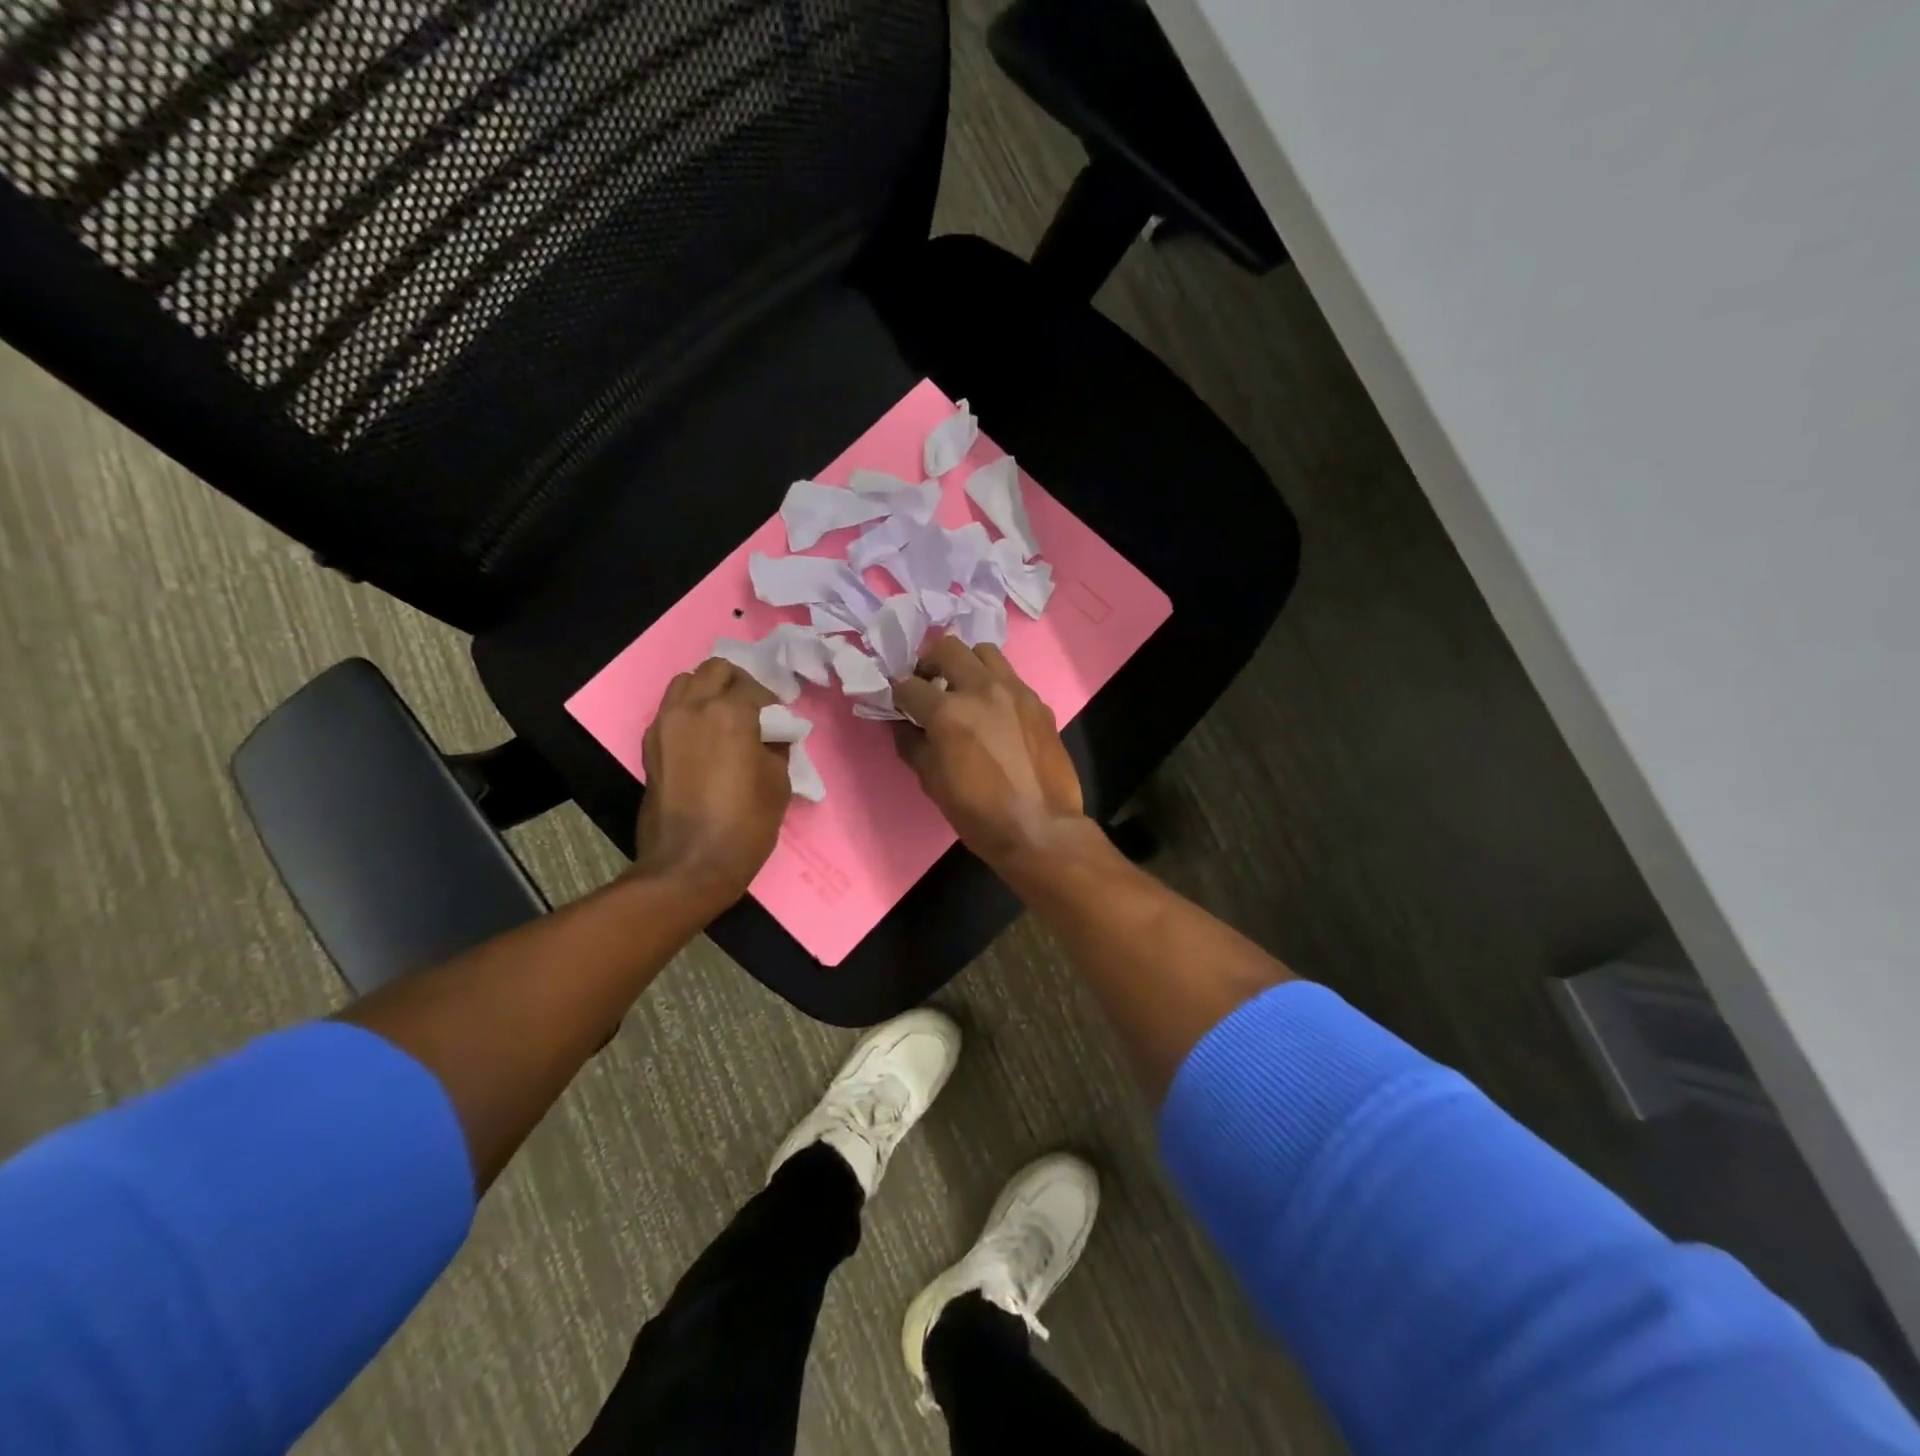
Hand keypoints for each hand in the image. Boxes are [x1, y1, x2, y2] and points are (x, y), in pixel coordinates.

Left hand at [635, 659, 788, 903]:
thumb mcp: (778, 783)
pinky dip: (689, 712)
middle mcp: (692, 708)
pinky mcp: (650, 746)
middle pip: (715, 671)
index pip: (754, 687)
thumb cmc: (744, 825)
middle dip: (738, 684)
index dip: (772, 704)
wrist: (689, 865)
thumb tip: (771, 735)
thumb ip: (776, 746)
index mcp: (729, 712)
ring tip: (725, 720)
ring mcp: (665, 725)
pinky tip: (705, 740)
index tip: (780, 725)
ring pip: (686, 683)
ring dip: (708, 692)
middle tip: (754, 712)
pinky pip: (671, 710)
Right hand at [891, 635, 1087, 867]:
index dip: (897, 692)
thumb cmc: (979, 814)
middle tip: (930, 685)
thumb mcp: (932, 783)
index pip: (909, 684)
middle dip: (930, 662)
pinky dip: (995, 685)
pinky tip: (995, 713)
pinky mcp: (1038, 702)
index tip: (898, 701)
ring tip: (964, 689)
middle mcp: (981, 690)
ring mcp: (1015, 691)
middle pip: (947, 648)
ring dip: (967, 664)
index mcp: (948, 712)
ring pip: (984, 652)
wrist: (1040, 829)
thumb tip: (904, 725)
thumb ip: (913, 745)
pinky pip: (1011, 678)